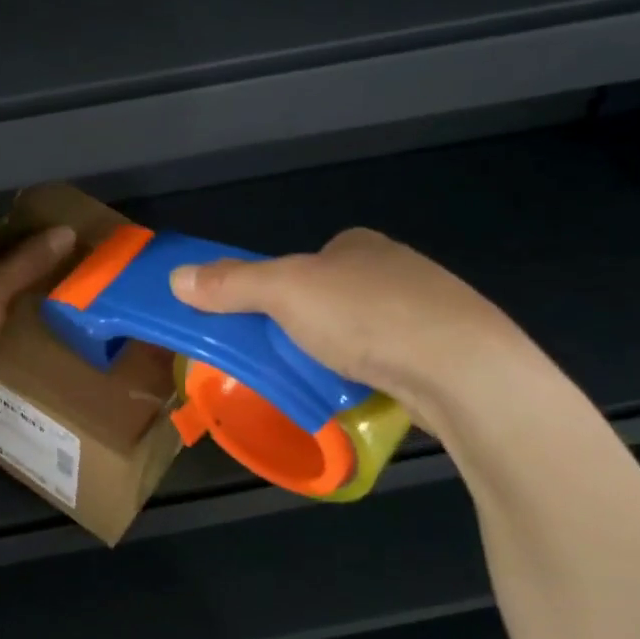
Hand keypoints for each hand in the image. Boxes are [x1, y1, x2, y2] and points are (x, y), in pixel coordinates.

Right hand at [167, 228, 537, 422]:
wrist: (463, 369)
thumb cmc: (367, 317)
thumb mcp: (285, 293)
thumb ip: (232, 283)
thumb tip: (176, 277)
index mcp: (358, 244)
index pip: (304, 261)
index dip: (276, 290)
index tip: (262, 324)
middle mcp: (395, 267)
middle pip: (331, 297)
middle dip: (306, 326)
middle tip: (284, 359)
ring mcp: (428, 308)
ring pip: (363, 330)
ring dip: (340, 353)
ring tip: (321, 382)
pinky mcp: (447, 349)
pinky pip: (392, 358)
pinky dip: (372, 373)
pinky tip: (364, 393)